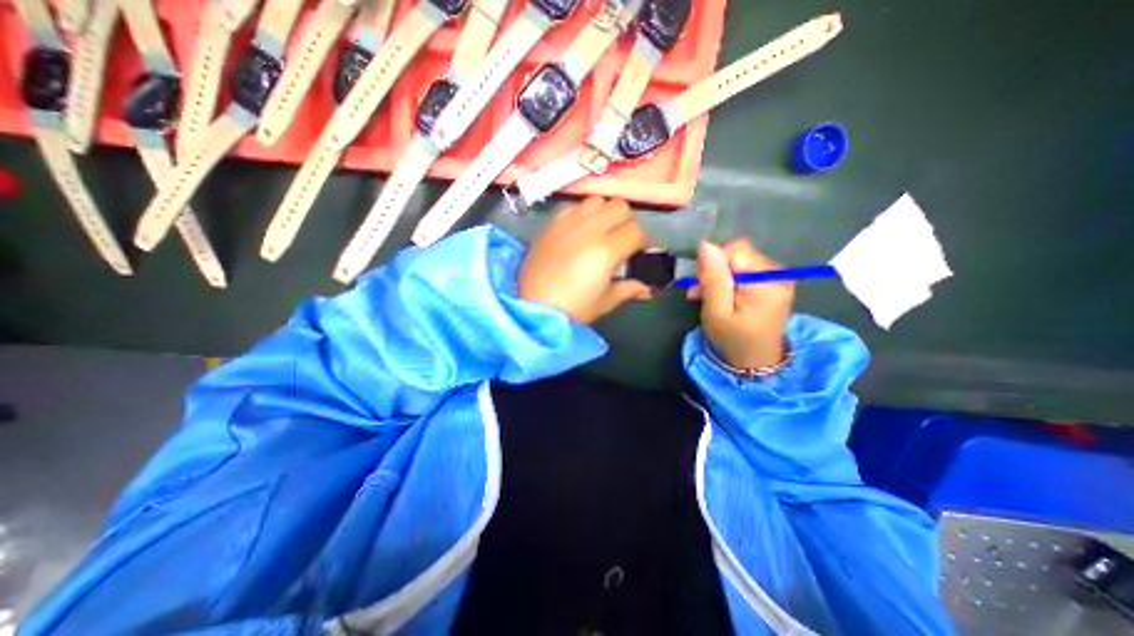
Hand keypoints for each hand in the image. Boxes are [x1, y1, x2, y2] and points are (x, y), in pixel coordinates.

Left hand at [517, 196, 652, 321]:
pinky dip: (582, 214)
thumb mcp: (605, 301)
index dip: (642, 241)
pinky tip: (578, 232)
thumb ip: (629, 289)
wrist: (531, 306)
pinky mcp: (551, 224)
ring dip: (604, 213)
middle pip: (619, 206)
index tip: (639, 252)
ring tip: (600, 232)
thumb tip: (647, 288)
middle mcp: (589, 229)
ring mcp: (567, 223)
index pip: (635, 231)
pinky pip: (573, 207)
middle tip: (621, 239)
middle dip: (626, 221)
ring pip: (596, 201)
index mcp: (606, 250)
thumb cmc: (572, 309)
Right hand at [685, 238, 789, 368]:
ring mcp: (778, 277)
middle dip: (715, 270)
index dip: (713, 263)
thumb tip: (706, 245)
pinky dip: (729, 280)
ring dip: (719, 276)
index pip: (736, 250)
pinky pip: (746, 269)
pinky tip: (720, 294)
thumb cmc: (733, 339)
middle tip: (699, 292)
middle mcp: (778, 273)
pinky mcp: (773, 282)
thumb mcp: (716, 312)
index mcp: (767, 281)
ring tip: (705, 296)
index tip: (700, 284)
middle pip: (738, 254)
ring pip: (739, 261)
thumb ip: (713, 279)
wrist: (755, 362)